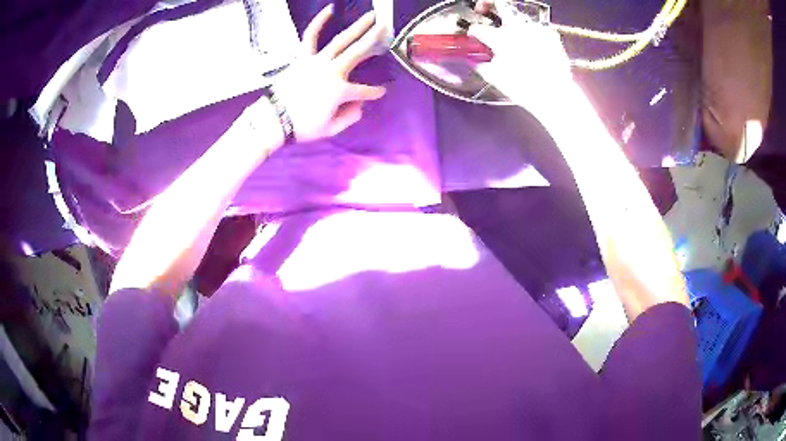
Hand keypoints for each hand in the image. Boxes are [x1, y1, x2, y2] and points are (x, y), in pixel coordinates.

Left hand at [273, 5, 387, 141]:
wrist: (274, 119)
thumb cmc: (302, 126)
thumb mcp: (330, 129)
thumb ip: (349, 118)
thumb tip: (360, 106)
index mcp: (341, 91)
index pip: (365, 91)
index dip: (375, 93)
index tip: (381, 92)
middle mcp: (333, 71)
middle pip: (358, 52)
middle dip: (375, 38)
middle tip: (388, 26)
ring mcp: (317, 61)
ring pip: (341, 40)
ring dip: (358, 27)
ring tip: (371, 15)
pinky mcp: (303, 56)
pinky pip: (311, 36)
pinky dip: (319, 22)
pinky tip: (329, 9)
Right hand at [469, 0, 572, 116]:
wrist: (556, 95)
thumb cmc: (524, 88)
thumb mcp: (496, 79)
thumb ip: (481, 65)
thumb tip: (474, 59)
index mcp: (500, 39)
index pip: (478, 28)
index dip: (473, 32)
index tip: (473, 35)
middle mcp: (518, 28)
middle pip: (500, 5)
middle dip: (488, 4)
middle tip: (483, 8)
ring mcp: (536, 29)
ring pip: (518, 19)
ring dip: (512, 24)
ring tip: (513, 38)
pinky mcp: (550, 34)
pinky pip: (536, 29)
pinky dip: (531, 34)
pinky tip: (532, 45)